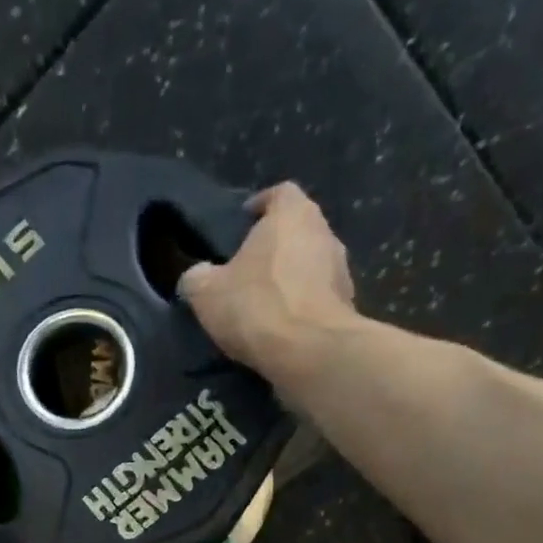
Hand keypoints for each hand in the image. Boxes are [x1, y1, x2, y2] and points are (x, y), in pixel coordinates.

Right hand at [178, 182, 364, 383]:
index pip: (279, 193)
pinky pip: (317, 296)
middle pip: (296, 228)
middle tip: (247, 268)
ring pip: (309, 263)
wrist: (308, 350)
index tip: (243, 222)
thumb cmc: (256, 306)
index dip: (260, 205)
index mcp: (292, 214)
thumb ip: (197, 277)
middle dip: (274, 245)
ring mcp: (341, 268)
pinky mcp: (346, 303)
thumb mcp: (205, 293)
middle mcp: (324, 231)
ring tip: (263, 301)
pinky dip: (300, 304)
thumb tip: (196, 276)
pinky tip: (281, 326)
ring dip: (289, 276)